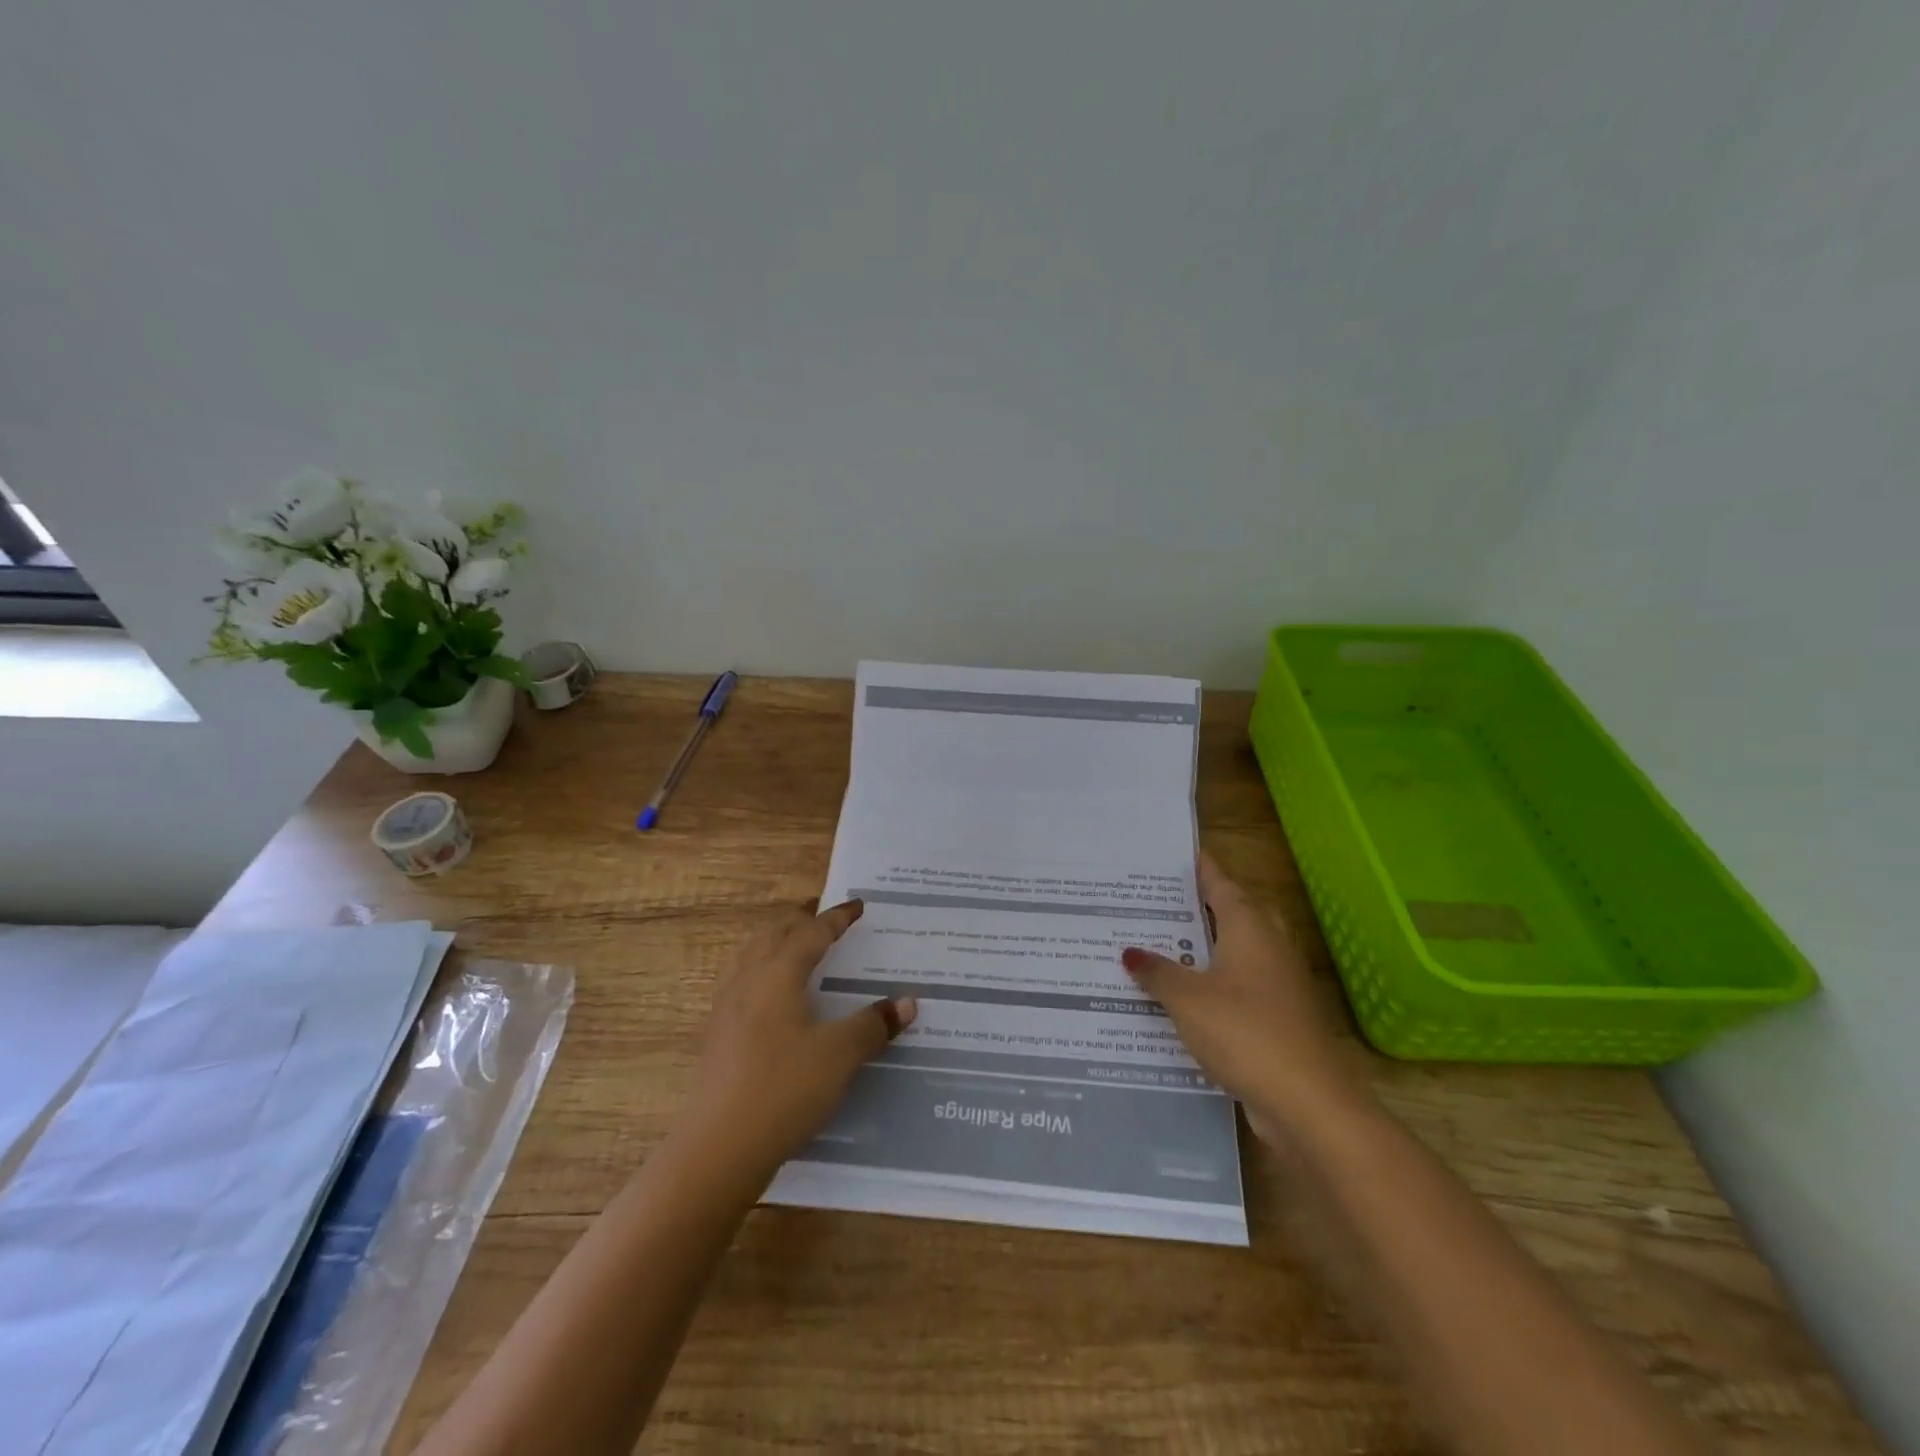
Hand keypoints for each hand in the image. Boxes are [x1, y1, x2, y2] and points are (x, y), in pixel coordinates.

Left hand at [688, 899, 916, 1178]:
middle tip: (826, 918)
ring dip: (776, 941)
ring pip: (751, 955)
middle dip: (801, 920)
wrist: (719, 1148)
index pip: (811, 932)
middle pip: (774, 934)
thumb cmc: (784, 1089)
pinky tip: (771, 995)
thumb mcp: (839, 1056)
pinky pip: (741, 981)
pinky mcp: (718, 1035)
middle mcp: (748, 980)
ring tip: (796, 945)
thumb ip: (872, 1024)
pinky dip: (762, 969)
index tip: (857, 906)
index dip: (837, 917)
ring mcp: (727, 1007)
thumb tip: (907, 1002)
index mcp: (778, 974)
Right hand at [1122, 853, 1364, 1139]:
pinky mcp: (1284, 1015)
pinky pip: (1246, 983)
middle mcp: (1270, 945)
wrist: (1308, 1102)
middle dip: (1207, 903)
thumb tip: (1129, 951)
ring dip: (1213, 944)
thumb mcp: (1186, 999)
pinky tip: (1191, 994)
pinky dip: (1220, 979)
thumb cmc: (1243, 1033)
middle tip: (1166, 901)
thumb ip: (1157, 972)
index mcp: (1250, 927)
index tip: (1182, 854)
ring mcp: (1282, 982)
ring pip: (1243, 948)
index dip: (1202, 869)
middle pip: (1238, 911)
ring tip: (1171, 943)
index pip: (1222, 884)